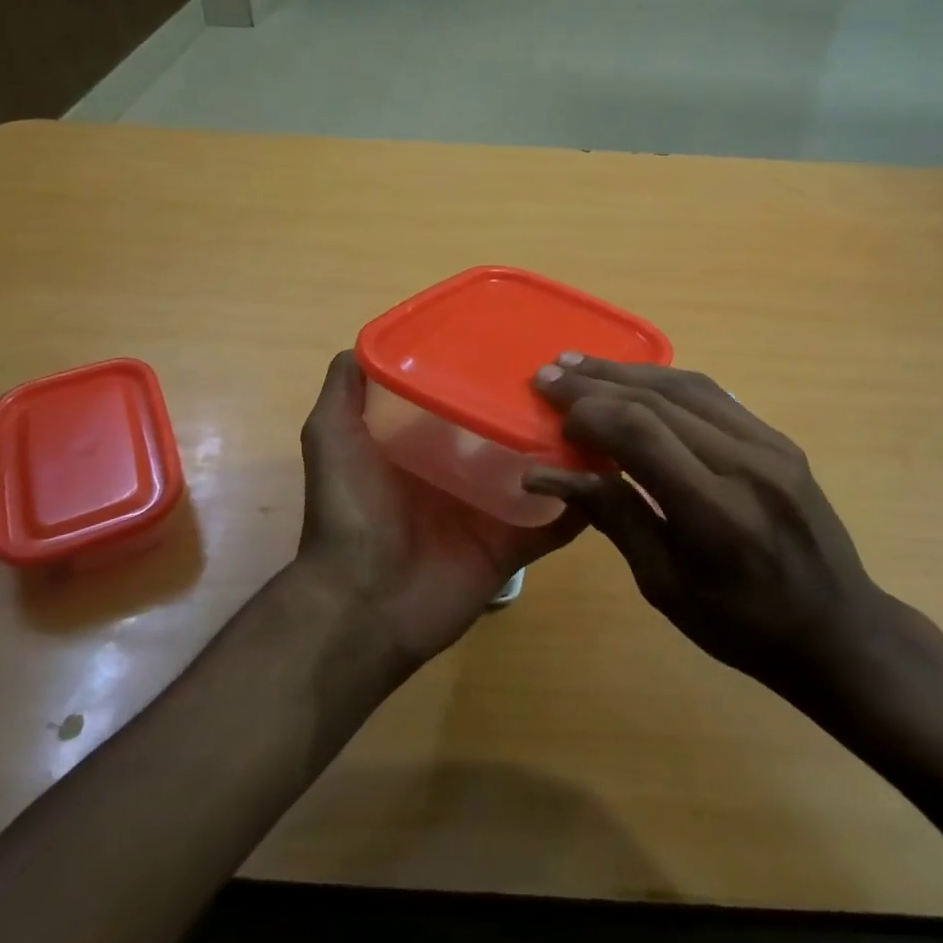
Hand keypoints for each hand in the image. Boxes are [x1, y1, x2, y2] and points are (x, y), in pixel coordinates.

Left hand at [295, 351, 585, 666]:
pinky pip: (558, 519)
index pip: (468, 397)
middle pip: (511, 430)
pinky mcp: (514, 544)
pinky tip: (611, 469)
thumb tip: (371, 342)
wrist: (361, 603)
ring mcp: (493, 508)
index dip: (492, 372)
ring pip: (542, 470)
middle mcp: (464, 469)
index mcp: (427, 442)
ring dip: (571, 447)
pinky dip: (584, 500)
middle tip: (579, 374)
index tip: (525, 339)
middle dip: (540, 405)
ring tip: (606, 410)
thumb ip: (345, 388)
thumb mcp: (331, 435)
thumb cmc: (349, 510)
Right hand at [524, 355, 909, 712]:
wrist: (840, 630)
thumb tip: (547, 474)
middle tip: (548, 374)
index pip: (640, 433)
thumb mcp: (666, 586)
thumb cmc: (743, 627)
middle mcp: (745, 463)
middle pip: (658, 399)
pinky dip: (663, 381)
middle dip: (596, 382)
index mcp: (716, 512)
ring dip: (626, 371)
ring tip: (580, 365)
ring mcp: (769, 444)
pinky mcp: (778, 438)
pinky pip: (712, 394)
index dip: (589, 413)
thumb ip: (613, 517)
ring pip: (685, 385)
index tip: (552, 416)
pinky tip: (634, 379)